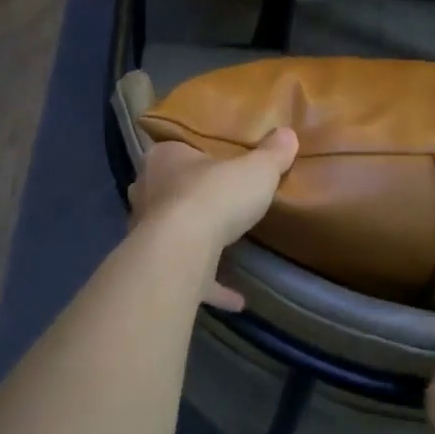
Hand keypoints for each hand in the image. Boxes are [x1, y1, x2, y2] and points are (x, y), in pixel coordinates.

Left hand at [128, 130, 297, 310]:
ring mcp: (146, 232)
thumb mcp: (256, 170)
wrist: (182, 249)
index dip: (194, 157)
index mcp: (164, 158)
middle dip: (188, 197)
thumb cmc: (214, 195)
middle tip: (218, 203)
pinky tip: (237, 300)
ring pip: (171, 233)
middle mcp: (147, 191)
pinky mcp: (157, 267)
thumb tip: (288, 133)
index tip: (215, 165)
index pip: (174, 150)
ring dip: (193, 242)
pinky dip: (209, 286)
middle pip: (168, 190)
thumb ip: (272, 154)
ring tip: (222, 248)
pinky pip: (187, 275)